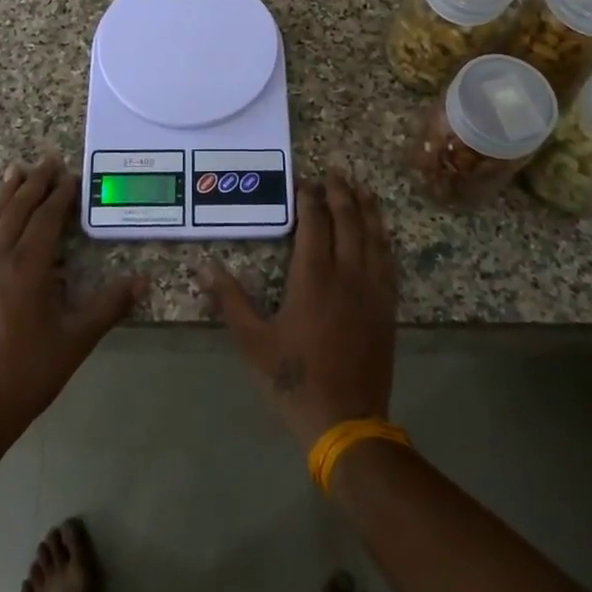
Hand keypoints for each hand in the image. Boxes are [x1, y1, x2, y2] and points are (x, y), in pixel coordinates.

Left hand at [0, 157, 146, 453]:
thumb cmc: (29, 373)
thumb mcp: (76, 340)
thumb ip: (109, 306)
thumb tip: (144, 281)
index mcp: (27, 269)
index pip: (45, 219)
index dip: (60, 195)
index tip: (73, 176)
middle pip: (16, 210)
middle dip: (34, 183)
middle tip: (49, 160)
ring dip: (5, 193)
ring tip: (17, 170)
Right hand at [199, 171, 396, 448]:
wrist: (346, 421)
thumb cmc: (294, 379)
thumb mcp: (253, 342)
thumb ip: (230, 301)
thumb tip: (203, 266)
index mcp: (313, 277)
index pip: (315, 223)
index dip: (310, 198)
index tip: (305, 180)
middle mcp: (347, 274)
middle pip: (348, 220)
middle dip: (340, 192)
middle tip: (335, 171)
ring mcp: (372, 290)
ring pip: (374, 236)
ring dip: (367, 208)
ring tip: (362, 187)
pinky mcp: (387, 307)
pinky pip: (389, 261)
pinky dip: (384, 238)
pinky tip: (382, 232)